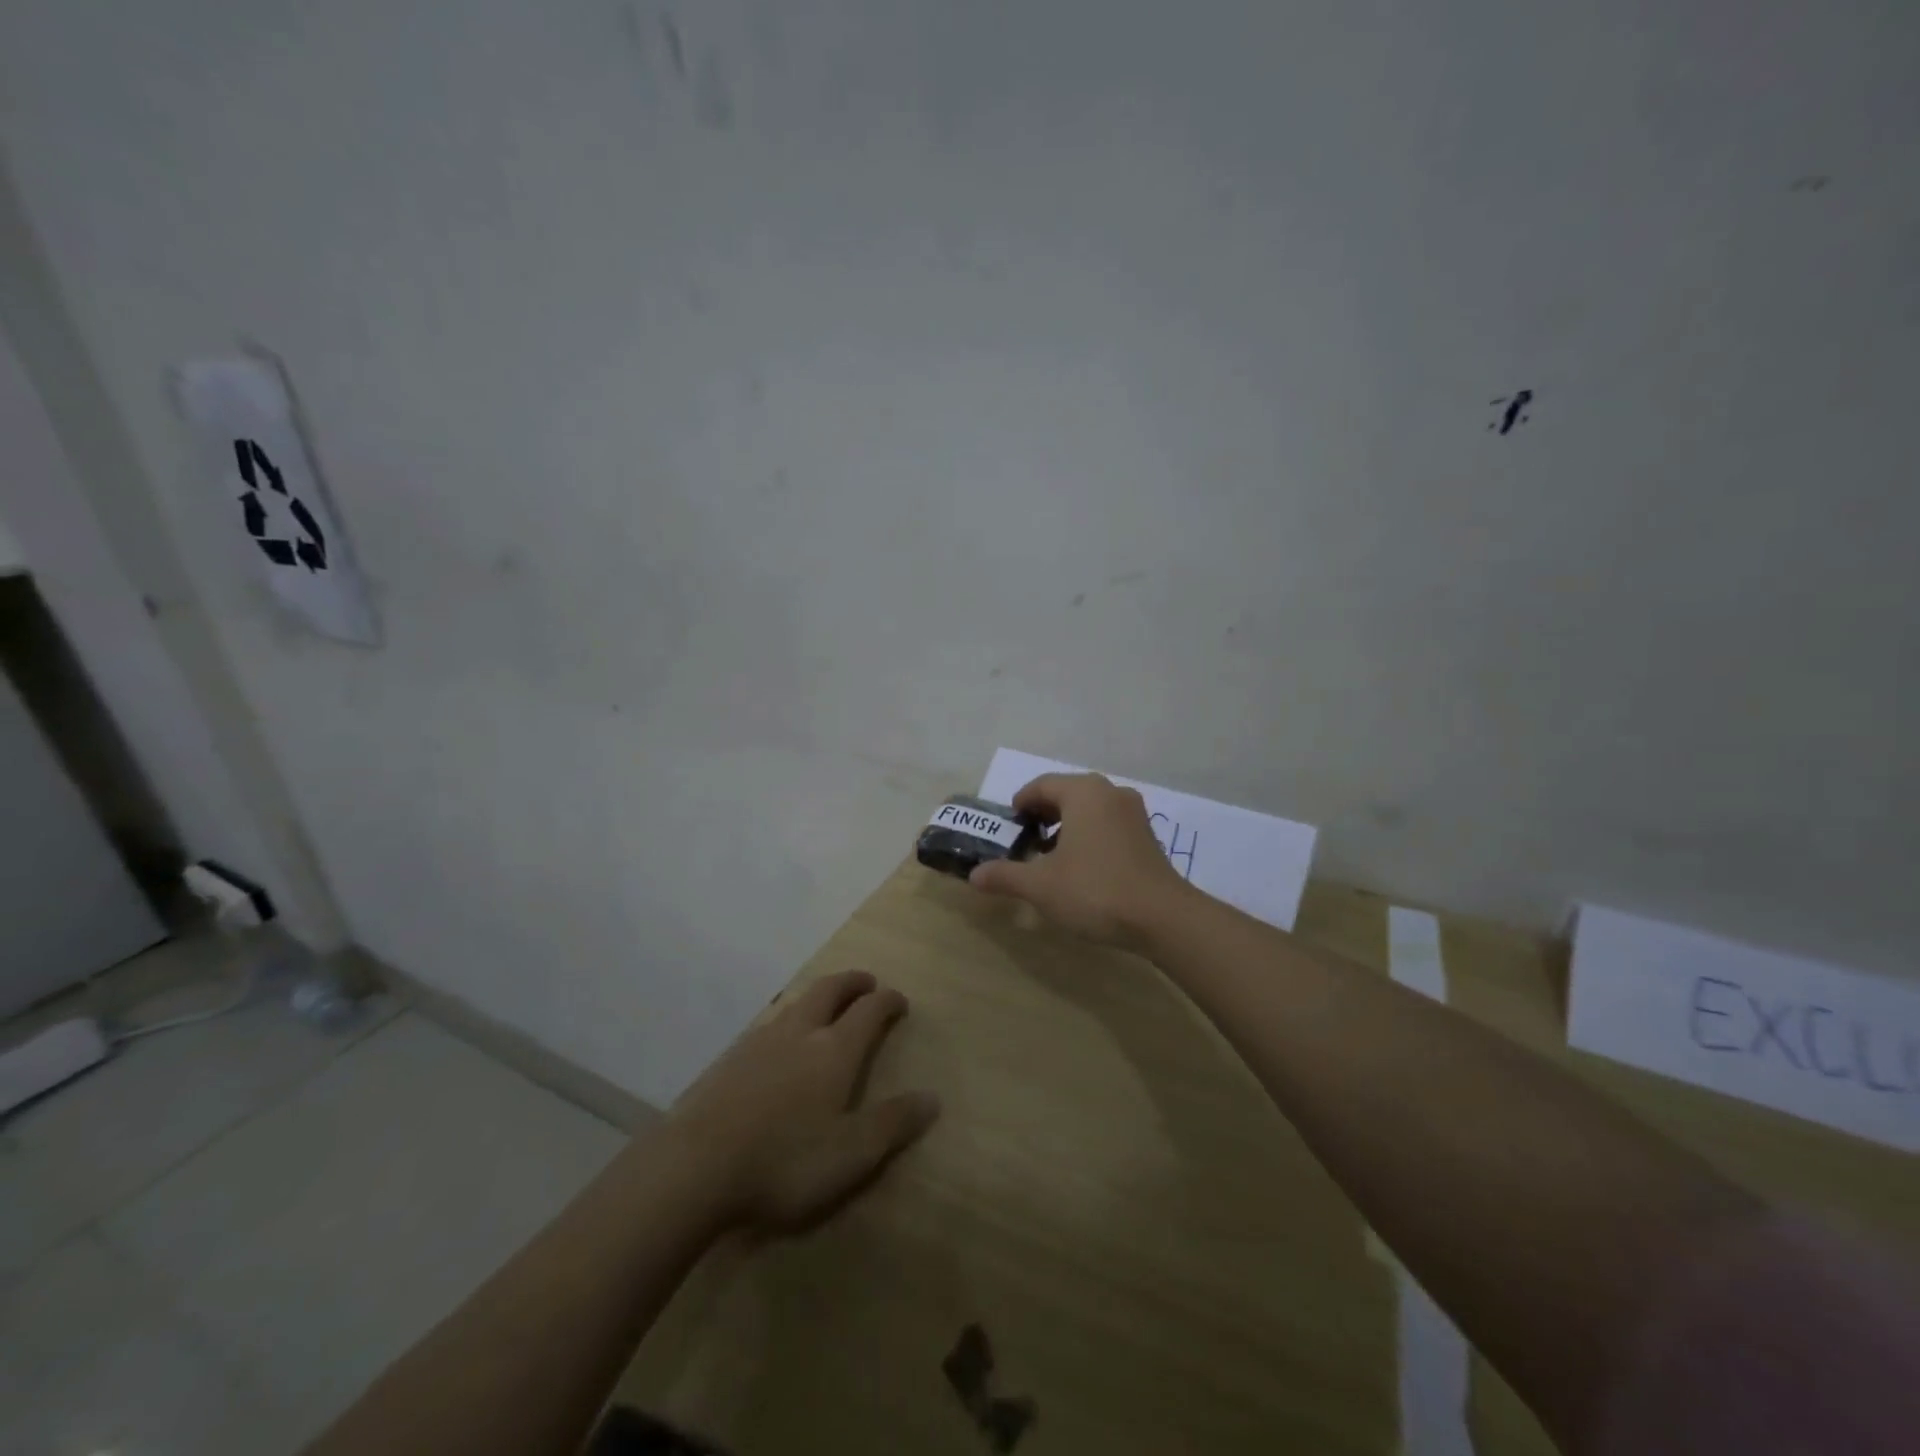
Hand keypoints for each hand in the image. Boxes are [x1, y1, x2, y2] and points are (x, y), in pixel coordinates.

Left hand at [664, 970, 939, 1233]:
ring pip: (796, 1003)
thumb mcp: (852, 1153)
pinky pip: (769, 1023)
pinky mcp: (730, 1060)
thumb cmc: (786, 1160)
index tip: (899, 1000)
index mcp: (834, 1049)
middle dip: (852, 982)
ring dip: (819, 996)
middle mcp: (800, 1032)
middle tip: (867, 982)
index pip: (869, 1010)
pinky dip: (789, 1019)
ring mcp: (760, 1042)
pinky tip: (781, 1042)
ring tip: (826, 1006)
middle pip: (830, 990)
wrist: (696, 1166)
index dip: (887, 1001)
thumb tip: (932, 1097)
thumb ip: (893, 1123)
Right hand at [967, 772, 1192, 948]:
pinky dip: (1089, 835)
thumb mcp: (1041, 886)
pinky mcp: (1147, 836)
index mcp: (1083, 792)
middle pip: (1066, 793)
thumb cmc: (1095, 890)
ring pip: (1089, 809)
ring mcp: (1134, 813)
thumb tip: (975, 874)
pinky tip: (1081, 867)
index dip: (1020, 804)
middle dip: (1043, 815)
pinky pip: (1108, 824)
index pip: (1041, 785)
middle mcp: (1110, 793)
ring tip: (1050, 857)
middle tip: (1025, 841)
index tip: (1008, 827)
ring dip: (1066, 826)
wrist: (1163, 918)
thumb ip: (1005, 875)